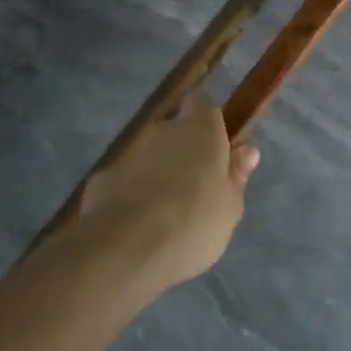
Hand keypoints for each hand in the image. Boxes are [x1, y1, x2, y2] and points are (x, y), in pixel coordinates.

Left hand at [74, 92, 258, 294]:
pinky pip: (127, 181)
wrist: (127, 248)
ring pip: (151, 157)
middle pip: (176, 131)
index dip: (209, 120)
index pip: (202, 103)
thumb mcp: (230, 207)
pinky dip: (133, 195)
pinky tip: (137, 227)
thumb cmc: (194, 223)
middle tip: (196, 189)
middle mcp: (163, 132)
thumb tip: (247, 150)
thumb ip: (236, 175)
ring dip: (159, 175)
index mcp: (200, 130)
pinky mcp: (104, 179)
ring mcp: (130, 154)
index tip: (218, 146)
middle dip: (184, 152)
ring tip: (167, 216)